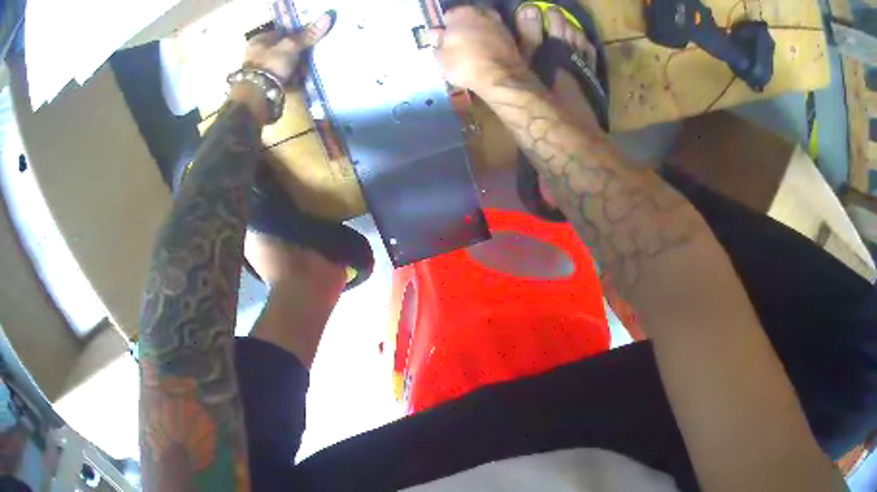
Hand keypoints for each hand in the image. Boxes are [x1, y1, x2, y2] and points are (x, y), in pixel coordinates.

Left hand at [243, 10, 335, 84]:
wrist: (257, 98)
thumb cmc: (271, 66)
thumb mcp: (291, 46)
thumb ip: (308, 34)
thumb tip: (328, 16)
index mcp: (258, 41)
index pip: (281, 32)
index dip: (296, 34)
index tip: (311, 37)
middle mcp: (256, 55)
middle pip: (283, 49)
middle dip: (298, 52)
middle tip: (313, 53)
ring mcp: (260, 72)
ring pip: (283, 65)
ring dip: (296, 67)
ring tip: (310, 68)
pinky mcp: (265, 87)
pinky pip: (283, 79)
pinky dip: (293, 80)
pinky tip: (303, 81)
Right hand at [429, 7, 525, 93]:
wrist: (500, 78)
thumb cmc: (465, 64)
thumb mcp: (442, 57)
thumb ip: (439, 42)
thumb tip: (436, 34)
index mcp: (462, 13)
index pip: (448, 17)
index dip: (445, 29)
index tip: (443, 40)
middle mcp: (483, 14)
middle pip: (469, 19)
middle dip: (464, 28)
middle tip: (458, 44)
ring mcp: (500, 25)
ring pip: (484, 27)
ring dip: (479, 35)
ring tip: (473, 51)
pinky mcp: (512, 39)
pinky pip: (495, 39)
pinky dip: (491, 44)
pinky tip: (486, 55)